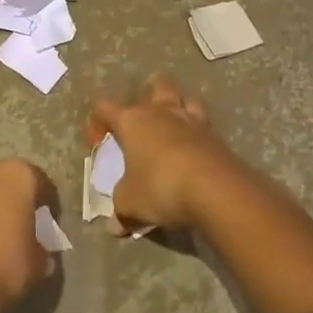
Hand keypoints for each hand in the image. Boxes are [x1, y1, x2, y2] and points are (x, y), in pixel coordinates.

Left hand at [0, 157, 56, 312]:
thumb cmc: (4, 265)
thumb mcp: (38, 263)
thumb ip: (42, 248)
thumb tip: (40, 251)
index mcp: (17, 174)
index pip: (39, 182)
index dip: (46, 204)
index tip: (46, 224)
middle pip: (2, 179)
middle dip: (8, 199)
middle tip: (13, 227)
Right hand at [87, 74, 237, 231]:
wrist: (216, 190)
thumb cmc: (161, 187)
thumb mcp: (131, 203)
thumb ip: (121, 210)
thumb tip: (114, 227)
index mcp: (132, 121)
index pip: (104, 107)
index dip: (96, 122)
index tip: (98, 144)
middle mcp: (161, 112)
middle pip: (156, 85)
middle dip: (149, 94)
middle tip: (145, 117)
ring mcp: (192, 121)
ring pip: (186, 98)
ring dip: (179, 106)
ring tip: (174, 125)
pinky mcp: (216, 136)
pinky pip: (204, 124)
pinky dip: (198, 132)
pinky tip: (195, 150)